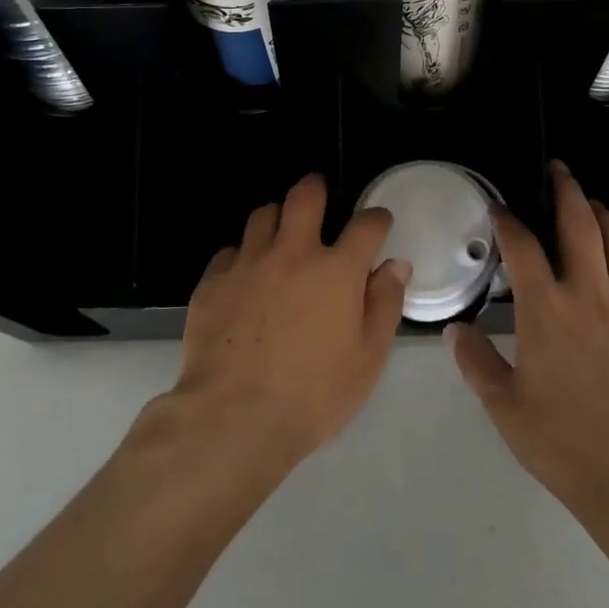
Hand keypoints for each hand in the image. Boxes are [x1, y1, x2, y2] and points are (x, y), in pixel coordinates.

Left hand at [163, 174, 409, 477]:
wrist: (233, 419)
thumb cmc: (313, 395)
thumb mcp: (367, 358)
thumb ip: (384, 305)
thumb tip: (395, 265)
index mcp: (336, 270)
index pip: (366, 225)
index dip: (377, 219)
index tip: (378, 224)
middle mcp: (292, 253)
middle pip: (304, 197)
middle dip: (316, 188)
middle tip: (319, 195)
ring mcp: (248, 264)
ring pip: (263, 216)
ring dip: (277, 219)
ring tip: (281, 236)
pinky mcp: (213, 282)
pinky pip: (230, 252)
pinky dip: (243, 258)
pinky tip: (245, 279)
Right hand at [447, 162, 608, 530]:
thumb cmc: (564, 442)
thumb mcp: (505, 407)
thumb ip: (477, 363)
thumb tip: (456, 331)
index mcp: (547, 309)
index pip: (523, 247)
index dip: (508, 220)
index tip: (499, 207)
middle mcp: (591, 296)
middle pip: (581, 226)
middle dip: (567, 192)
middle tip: (559, 171)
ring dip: (605, 218)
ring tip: (595, 205)